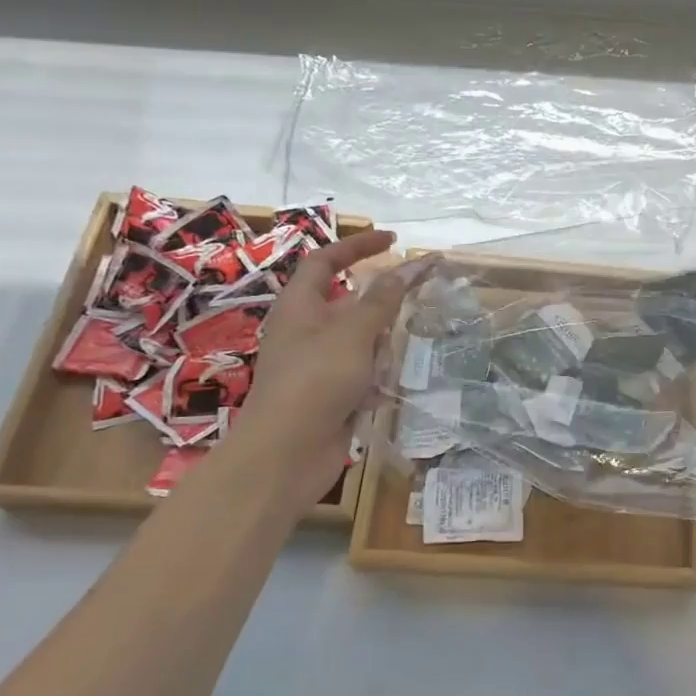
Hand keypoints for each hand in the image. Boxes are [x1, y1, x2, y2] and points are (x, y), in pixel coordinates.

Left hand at [220, 228, 418, 500]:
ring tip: (383, 368)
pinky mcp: (330, 395)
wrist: (286, 455)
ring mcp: (318, 365)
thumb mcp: (353, 332)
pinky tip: (377, 395)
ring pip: (362, 341)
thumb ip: (384, 298)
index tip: (394, 240)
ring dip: (379, 350)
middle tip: (410, 309)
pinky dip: (374, 380)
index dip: (358, 245)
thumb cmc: (315, 381)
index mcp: (300, 305)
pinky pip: (362, 374)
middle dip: (379, 309)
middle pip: (351, 304)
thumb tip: (409, 266)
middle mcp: (306, 330)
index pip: (327, 260)